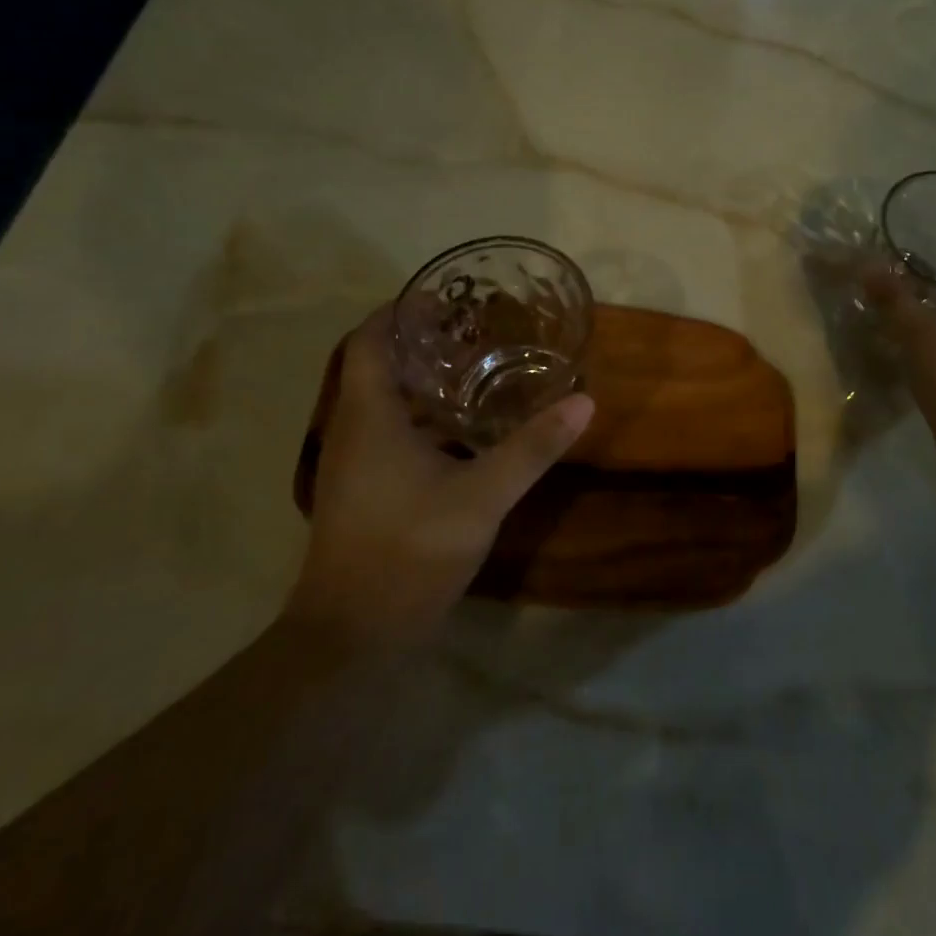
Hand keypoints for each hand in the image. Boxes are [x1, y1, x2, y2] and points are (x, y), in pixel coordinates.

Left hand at [283, 306, 594, 652]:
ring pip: (382, 399)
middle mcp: (352, 429)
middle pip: (376, 363)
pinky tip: (460, 429)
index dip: (400, 310)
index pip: (367, 338)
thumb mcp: (482, 496)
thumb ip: (532, 447)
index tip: (446, 299)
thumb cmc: (408, 551)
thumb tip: (583, 401)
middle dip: (420, 340)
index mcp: (368, 415)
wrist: (352, 636)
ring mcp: (352, 463)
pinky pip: (386, 430)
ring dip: (420, 378)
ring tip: (475, 367)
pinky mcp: (361, 489)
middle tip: (474, 329)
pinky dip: (419, 414)